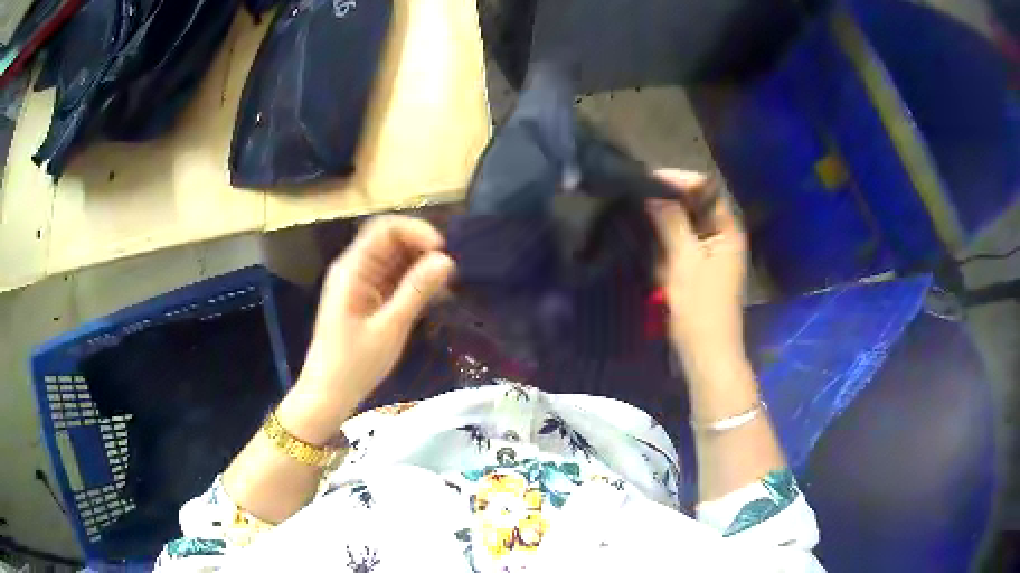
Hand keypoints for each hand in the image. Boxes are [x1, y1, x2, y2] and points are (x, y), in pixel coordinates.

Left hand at [278, 216, 454, 442]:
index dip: (415, 231)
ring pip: (394, 260)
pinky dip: (413, 283)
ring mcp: (360, 284)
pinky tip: (433, 297)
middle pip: (390, 241)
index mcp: (352, 269)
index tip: (443, 251)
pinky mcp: (367, 300)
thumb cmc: (354, 364)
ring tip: (445, 287)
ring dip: (420, 266)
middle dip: (421, 249)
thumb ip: (417, 291)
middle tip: (449, 273)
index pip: (385, 229)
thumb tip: (446, 259)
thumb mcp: (389, 328)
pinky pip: (393, 280)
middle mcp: (355, 269)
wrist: (328, 395)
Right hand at [647, 170, 748, 378]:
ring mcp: (714, 254)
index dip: (678, 180)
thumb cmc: (699, 308)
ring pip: (687, 225)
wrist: (707, 354)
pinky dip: (667, 242)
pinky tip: (650, 242)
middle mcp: (724, 237)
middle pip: (696, 205)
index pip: (705, 189)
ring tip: (638, 214)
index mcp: (728, 230)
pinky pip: (684, 245)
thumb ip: (671, 221)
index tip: (646, 179)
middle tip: (637, 196)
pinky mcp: (702, 270)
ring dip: (665, 220)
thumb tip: (652, 193)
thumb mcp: (683, 260)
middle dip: (668, 200)